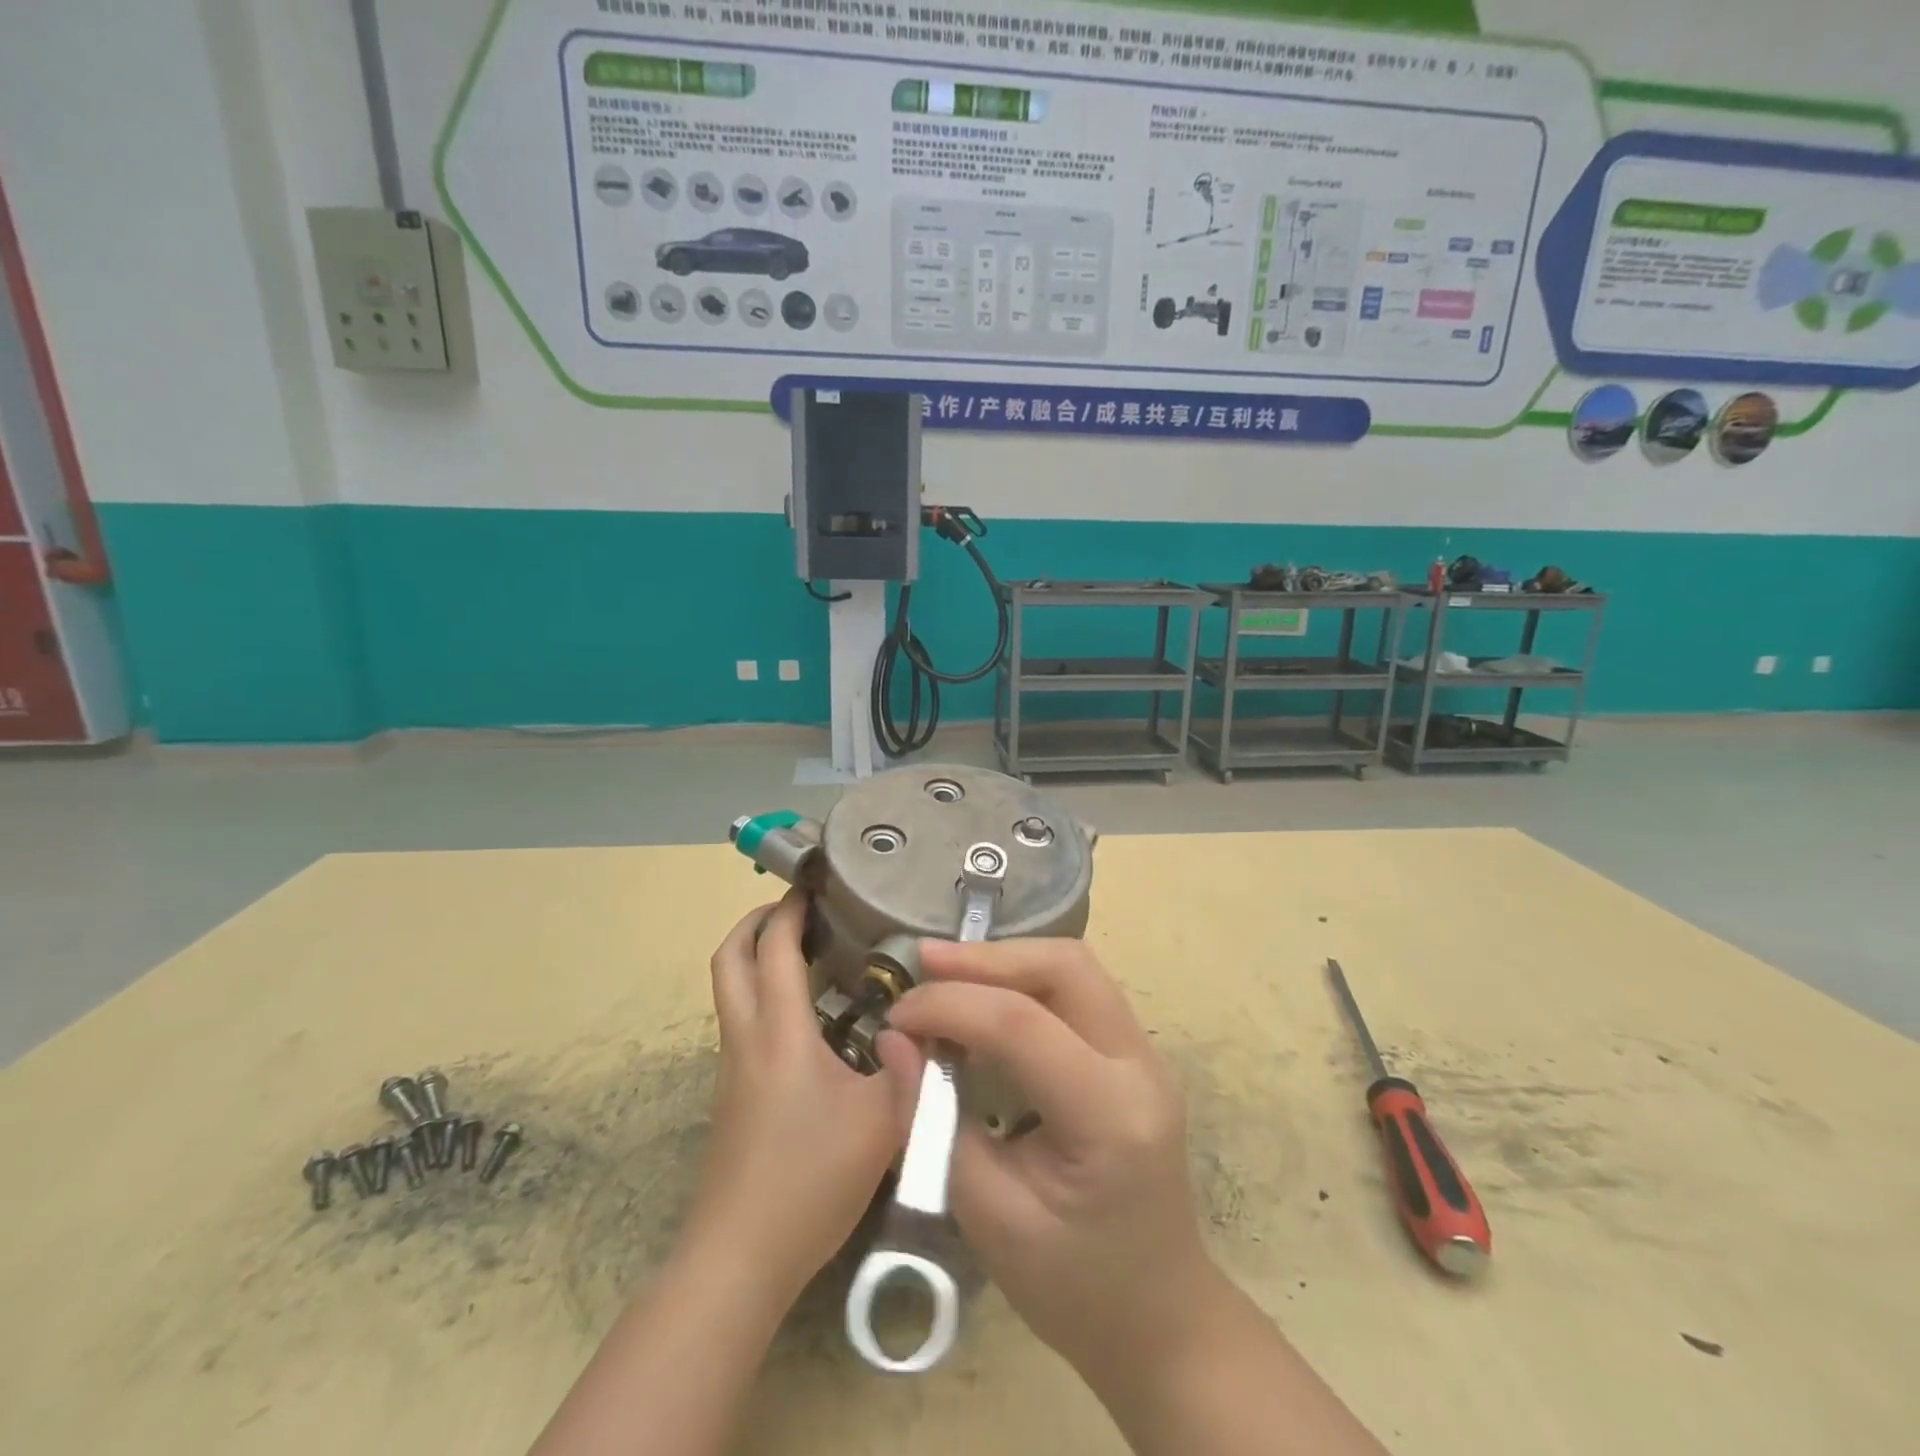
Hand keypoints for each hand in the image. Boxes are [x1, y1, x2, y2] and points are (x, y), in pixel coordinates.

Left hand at [687, 892, 922, 1305]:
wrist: (739, 1259)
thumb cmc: (810, 1179)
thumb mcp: (884, 1122)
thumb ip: (915, 1067)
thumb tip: (937, 1021)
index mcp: (779, 1031)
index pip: (774, 947)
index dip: (789, 907)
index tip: (814, 881)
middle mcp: (746, 1037)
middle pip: (729, 957)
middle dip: (757, 921)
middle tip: (801, 909)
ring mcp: (732, 1066)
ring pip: (730, 988)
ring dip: (758, 956)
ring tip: (811, 951)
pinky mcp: (732, 1092)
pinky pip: (741, 1019)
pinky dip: (764, 992)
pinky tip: (811, 1015)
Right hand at [886, 938, 1215, 1380]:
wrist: (1161, 1321)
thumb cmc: (1074, 1289)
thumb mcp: (989, 1220)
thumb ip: (933, 1124)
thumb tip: (893, 1042)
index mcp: (1109, 1117)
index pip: (1022, 1025)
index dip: (949, 1006)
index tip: (896, 1015)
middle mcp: (1141, 1066)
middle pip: (1065, 967)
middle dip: (987, 957)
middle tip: (924, 963)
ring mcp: (1146, 1055)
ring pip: (1075, 968)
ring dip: (1006, 961)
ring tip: (945, 972)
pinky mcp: (1135, 1055)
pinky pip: (1079, 990)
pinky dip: (1025, 981)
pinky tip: (986, 997)